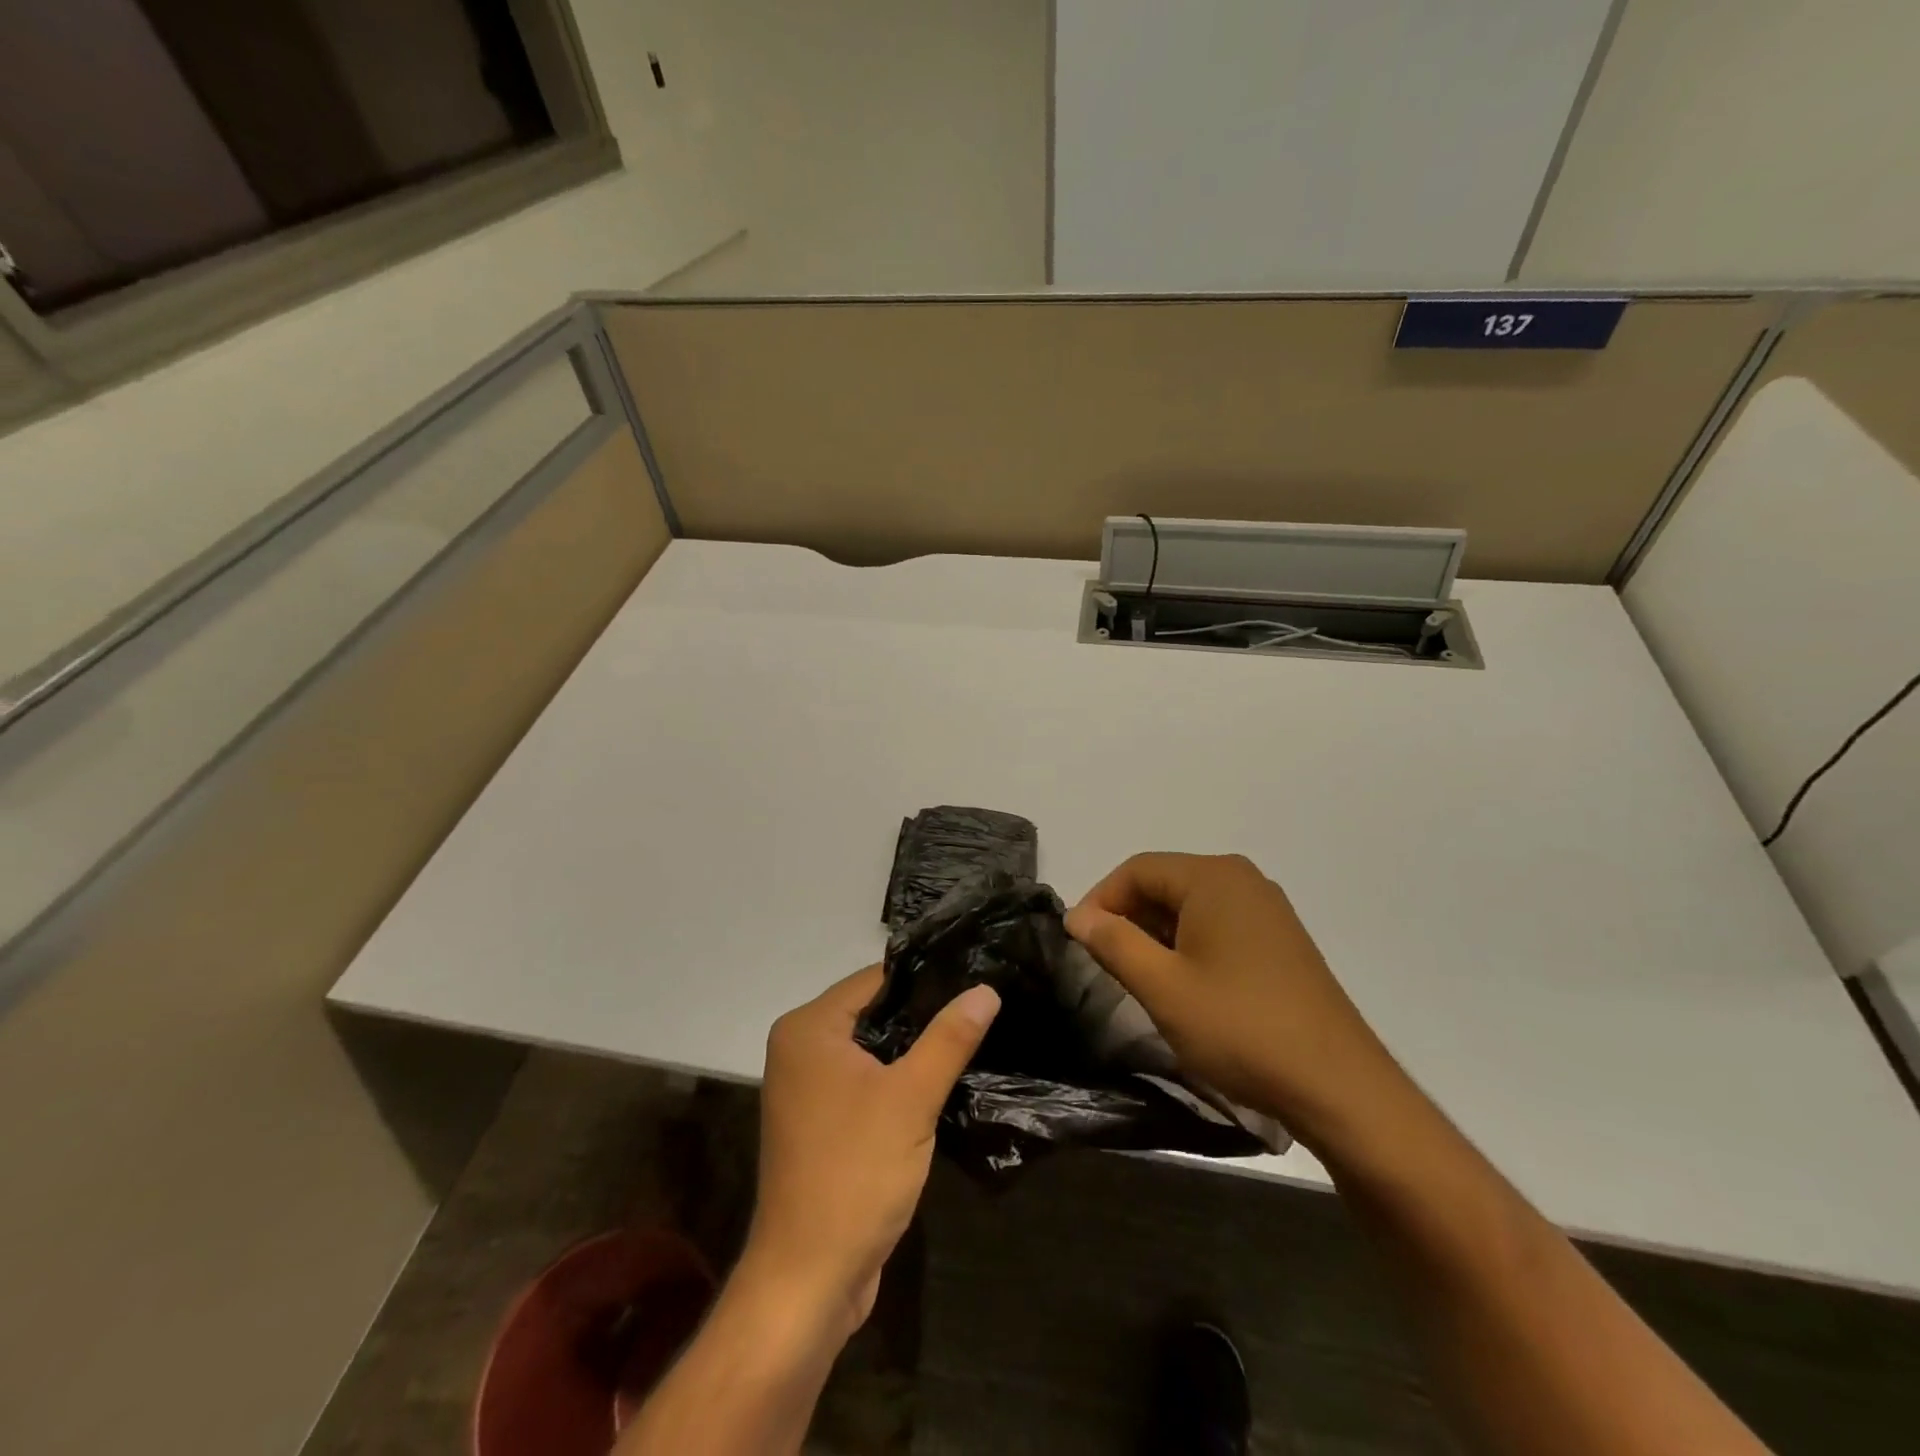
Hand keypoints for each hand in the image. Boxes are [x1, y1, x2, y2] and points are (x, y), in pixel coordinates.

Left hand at [745, 966, 999, 1337]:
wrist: (808, 1278)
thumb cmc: (855, 1173)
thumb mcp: (911, 1098)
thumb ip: (949, 1038)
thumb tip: (985, 989)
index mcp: (809, 1028)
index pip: (874, 979)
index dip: (925, 977)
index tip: (974, 974)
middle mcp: (801, 1048)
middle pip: (873, 1012)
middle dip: (923, 1013)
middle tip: (982, 1006)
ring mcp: (808, 1088)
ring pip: (873, 1050)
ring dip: (914, 1049)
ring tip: (972, 1035)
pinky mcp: (822, 1121)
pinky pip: (866, 1081)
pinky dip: (898, 1079)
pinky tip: (942, 1080)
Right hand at [1065, 852, 1406, 1147]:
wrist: (1339, 1087)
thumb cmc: (1241, 1028)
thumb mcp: (1163, 987)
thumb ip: (1114, 943)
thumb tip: (1078, 916)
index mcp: (1214, 877)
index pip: (1137, 869)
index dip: (1100, 900)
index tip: (1078, 941)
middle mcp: (1243, 880)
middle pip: (1165, 882)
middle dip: (1128, 917)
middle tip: (1104, 962)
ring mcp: (1267, 910)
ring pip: (1191, 906)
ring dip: (1156, 933)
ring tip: (1139, 977)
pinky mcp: (1280, 941)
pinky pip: (1218, 925)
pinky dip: (1188, 944)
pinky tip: (1183, 984)